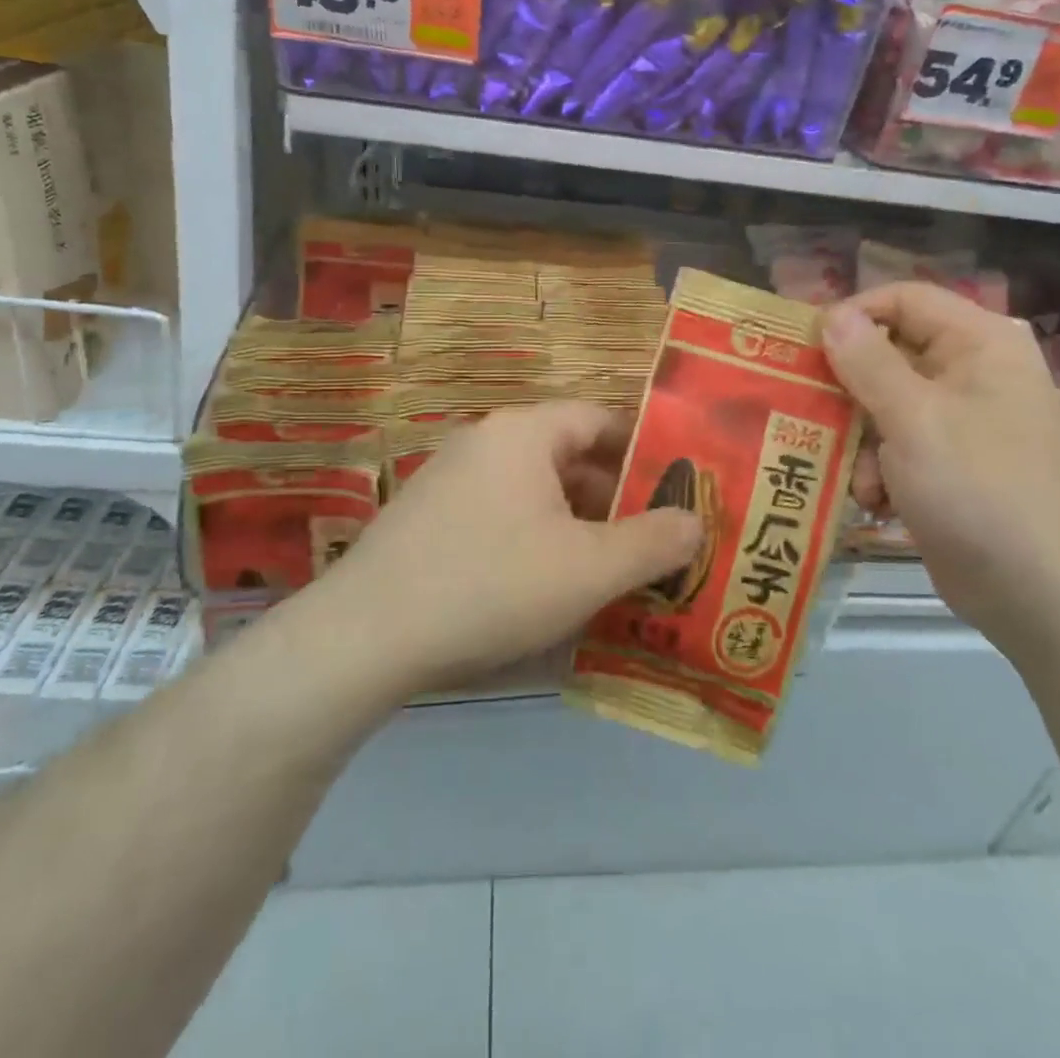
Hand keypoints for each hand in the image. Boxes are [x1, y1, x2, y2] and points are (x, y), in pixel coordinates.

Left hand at [314, 401, 702, 695]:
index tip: (679, 489)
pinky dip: (537, 542)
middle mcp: (485, 443)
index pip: (600, 419)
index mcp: (523, 434)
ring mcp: (450, 481)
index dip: (646, 450)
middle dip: (616, 498)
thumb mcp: (589, 568)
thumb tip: (696, 522)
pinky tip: (550, 590)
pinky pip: (502, 518)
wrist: (363, 639)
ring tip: (614, 571)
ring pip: (536, 493)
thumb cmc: (491, 585)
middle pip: (569, 457)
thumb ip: (653, 542)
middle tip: (656, 541)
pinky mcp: (429, 522)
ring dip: (578, 525)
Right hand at [821, 283, 1059, 647]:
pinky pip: (898, 446)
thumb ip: (868, 362)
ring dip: (861, 441)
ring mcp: (963, 422)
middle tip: (808, 412)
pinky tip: (877, 503)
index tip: (804, 347)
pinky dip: (880, 471)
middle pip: (890, 354)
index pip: (904, 299)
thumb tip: (832, 315)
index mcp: (979, 344)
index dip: (853, 314)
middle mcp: (973, 373)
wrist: (1043, 594)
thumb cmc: (980, 489)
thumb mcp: (914, 419)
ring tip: (862, 479)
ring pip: (886, 405)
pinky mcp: (952, 466)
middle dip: (850, 391)